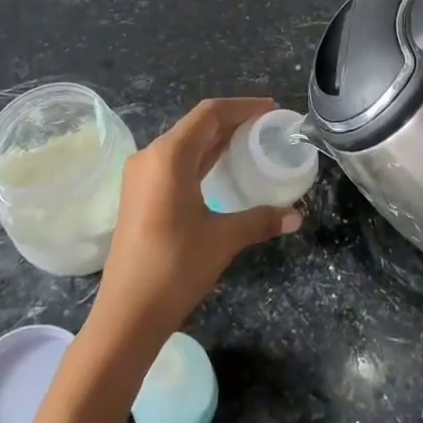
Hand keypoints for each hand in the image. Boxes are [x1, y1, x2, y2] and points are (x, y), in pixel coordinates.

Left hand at [90, 99, 301, 349]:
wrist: (126, 315)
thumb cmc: (174, 267)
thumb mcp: (223, 239)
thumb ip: (261, 220)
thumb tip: (297, 216)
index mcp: (169, 155)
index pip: (210, 113)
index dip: (243, 106)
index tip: (272, 109)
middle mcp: (151, 156)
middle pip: (197, 125)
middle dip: (233, 120)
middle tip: (268, 126)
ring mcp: (141, 176)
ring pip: (185, 143)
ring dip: (217, 139)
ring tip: (252, 142)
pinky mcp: (140, 195)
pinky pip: (176, 162)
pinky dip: (202, 157)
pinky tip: (223, 168)